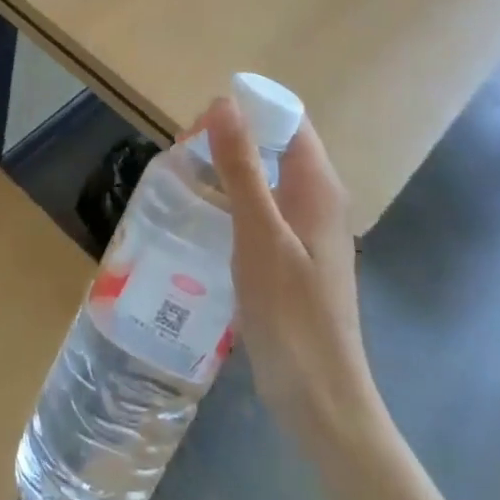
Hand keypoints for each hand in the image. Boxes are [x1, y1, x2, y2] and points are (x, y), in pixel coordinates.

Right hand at [198, 97, 380, 437]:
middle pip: (274, 144)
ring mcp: (304, 229)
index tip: (198, 123)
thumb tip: (222, 102)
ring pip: (264, 176)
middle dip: (229, 136)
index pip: (287, 119)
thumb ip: (241, 167)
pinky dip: (231, 198)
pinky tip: (201, 214)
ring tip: (181, 175)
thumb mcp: (260, 233)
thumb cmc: (291, 311)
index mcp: (317, 185)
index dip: (245, 110)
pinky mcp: (290, 255)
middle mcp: (316, 199)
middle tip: (180, 151)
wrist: (319, 396)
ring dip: (226, 166)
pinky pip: (259, 207)